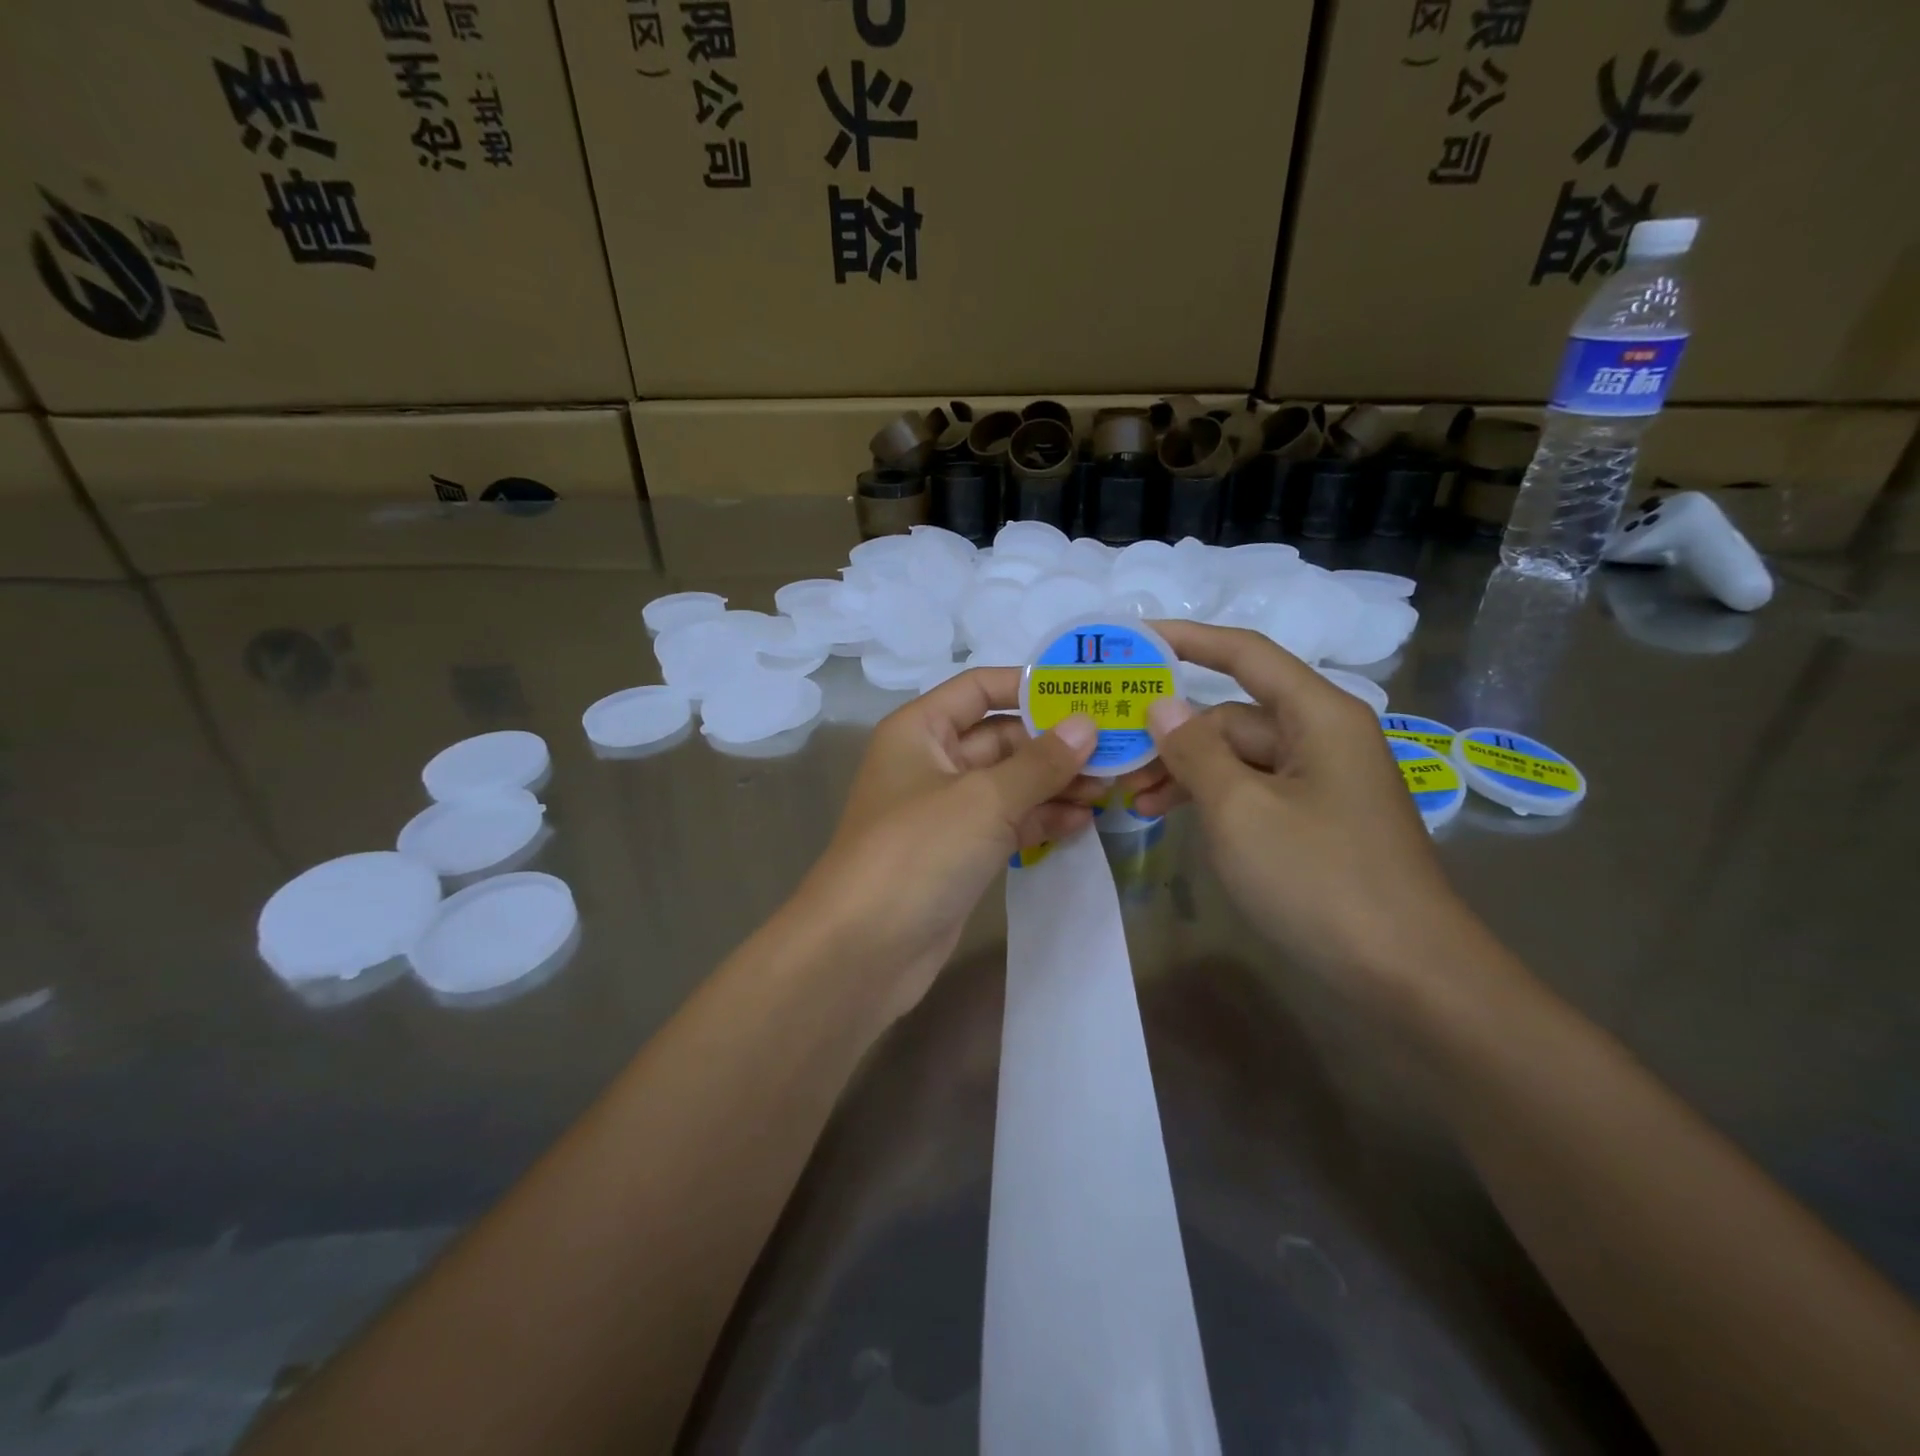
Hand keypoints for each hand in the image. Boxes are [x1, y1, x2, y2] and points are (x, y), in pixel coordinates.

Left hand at [793, 668, 1099, 1023]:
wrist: (863, 949)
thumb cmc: (919, 851)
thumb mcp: (984, 798)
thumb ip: (1040, 762)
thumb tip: (1088, 725)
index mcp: (921, 729)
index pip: (980, 688)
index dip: (1031, 686)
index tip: (1088, 693)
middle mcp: (931, 762)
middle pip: (1001, 738)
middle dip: (1055, 745)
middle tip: (1116, 751)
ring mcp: (946, 811)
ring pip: (1009, 784)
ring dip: (1055, 785)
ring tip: (1110, 790)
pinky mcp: (959, 853)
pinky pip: (1006, 823)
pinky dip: (1040, 820)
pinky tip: (1082, 824)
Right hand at [1117, 621, 1480, 990]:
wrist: (1407, 975)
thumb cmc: (1320, 878)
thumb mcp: (1240, 810)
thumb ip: (1194, 751)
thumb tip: (1162, 705)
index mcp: (1318, 715)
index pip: (1245, 654)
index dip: (1188, 639)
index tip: (1135, 638)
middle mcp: (1323, 737)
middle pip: (1233, 715)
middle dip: (1174, 735)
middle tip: (1117, 761)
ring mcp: (1322, 782)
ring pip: (1239, 758)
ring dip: (1187, 773)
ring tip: (1137, 802)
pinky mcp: (1317, 821)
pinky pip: (1254, 791)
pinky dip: (1214, 800)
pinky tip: (1176, 820)